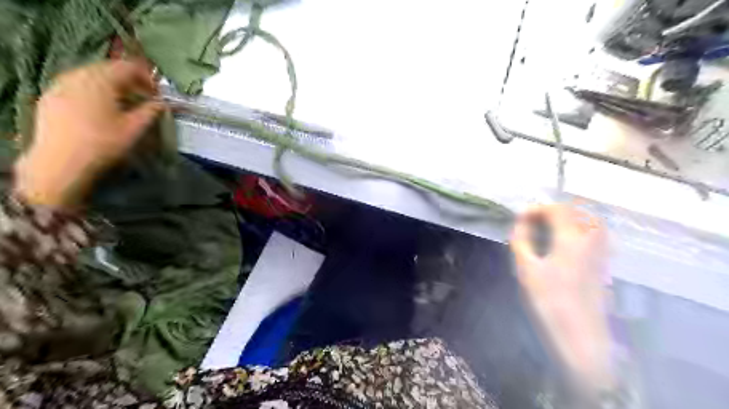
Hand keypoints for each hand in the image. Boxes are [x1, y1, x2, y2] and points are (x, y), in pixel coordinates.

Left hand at [12, 59, 163, 210]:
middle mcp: (78, 75)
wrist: (60, 162)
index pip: (129, 67)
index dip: (148, 79)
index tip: (158, 96)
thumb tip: (163, 104)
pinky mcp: (51, 97)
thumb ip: (151, 111)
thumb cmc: (103, 143)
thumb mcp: (135, 128)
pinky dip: (95, 93)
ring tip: (124, 106)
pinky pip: (78, 86)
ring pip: (93, 77)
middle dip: (131, 83)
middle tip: (144, 101)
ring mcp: (60, 84)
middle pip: (109, 69)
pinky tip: (102, 111)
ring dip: (113, 88)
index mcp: (101, 79)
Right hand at [512, 206, 613, 391]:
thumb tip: (520, 223)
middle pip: (579, 211)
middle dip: (554, 210)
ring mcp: (600, 254)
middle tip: (534, 221)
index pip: (557, 209)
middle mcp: (591, 241)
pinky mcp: (602, 266)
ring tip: (548, 229)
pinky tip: (564, 244)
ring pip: (591, 222)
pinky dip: (580, 230)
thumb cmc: (548, 301)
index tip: (519, 218)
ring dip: (569, 218)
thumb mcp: (526, 269)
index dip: (536, 209)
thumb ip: (521, 241)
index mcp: (571, 239)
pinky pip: (595, 236)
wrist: (580, 337)